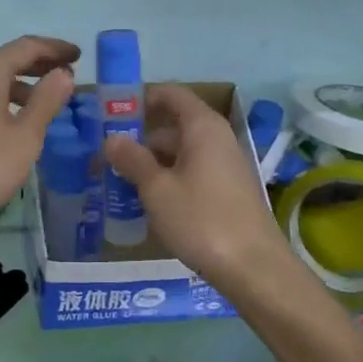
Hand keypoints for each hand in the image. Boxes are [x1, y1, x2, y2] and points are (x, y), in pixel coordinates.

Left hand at [0, 35, 77, 260]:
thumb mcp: (25, 137)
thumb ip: (46, 101)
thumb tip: (62, 74)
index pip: (27, 46)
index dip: (56, 49)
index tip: (79, 56)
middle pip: (7, 58)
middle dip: (39, 64)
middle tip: (68, 74)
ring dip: (21, 84)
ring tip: (48, 100)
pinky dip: (2, 98)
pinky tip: (15, 120)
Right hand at [104, 84, 292, 295]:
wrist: (254, 267)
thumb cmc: (201, 220)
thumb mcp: (157, 189)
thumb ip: (133, 159)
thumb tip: (112, 138)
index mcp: (202, 127)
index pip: (171, 94)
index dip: (142, 98)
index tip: (112, 115)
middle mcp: (217, 138)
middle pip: (174, 124)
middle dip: (141, 138)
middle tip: (108, 157)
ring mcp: (226, 165)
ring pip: (182, 152)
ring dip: (153, 163)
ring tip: (121, 183)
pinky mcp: (229, 191)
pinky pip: (193, 172)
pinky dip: (170, 179)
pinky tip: (150, 203)